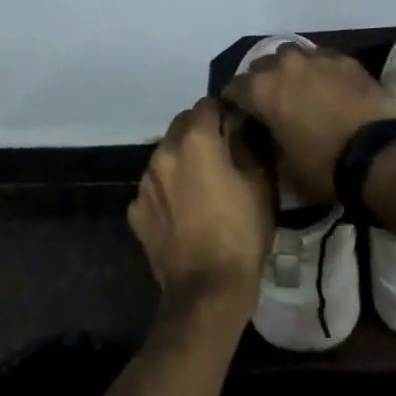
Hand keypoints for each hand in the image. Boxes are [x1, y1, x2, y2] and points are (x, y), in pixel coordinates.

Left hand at [128, 99, 271, 325]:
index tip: (235, 129)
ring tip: (200, 187)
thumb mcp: (261, 184)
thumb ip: (249, 144)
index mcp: (196, 140)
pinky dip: (166, 191)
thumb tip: (241, 125)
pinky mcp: (135, 210)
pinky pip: (153, 187)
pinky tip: (183, 213)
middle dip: (199, 132)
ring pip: (165, 155)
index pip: (207, 105)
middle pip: (181, 125)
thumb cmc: (242, 233)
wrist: (207, 291)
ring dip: (181, 160)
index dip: (223, 113)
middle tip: (220, 157)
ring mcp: (145, 182)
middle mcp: (164, 152)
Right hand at [222, 43, 395, 204]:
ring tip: (299, 87)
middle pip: (262, 66)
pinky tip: (327, 85)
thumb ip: (267, 139)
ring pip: (292, 54)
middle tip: (271, 102)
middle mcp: (283, 65)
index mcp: (261, 90)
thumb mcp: (284, 163)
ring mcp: (316, 57)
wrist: (377, 153)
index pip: (234, 88)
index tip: (240, 115)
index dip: (235, 102)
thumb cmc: (323, 165)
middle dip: (262, 82)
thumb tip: (266, 132)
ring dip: (289, 69)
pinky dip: (318, 70)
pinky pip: (322, 58)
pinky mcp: (344, 59)